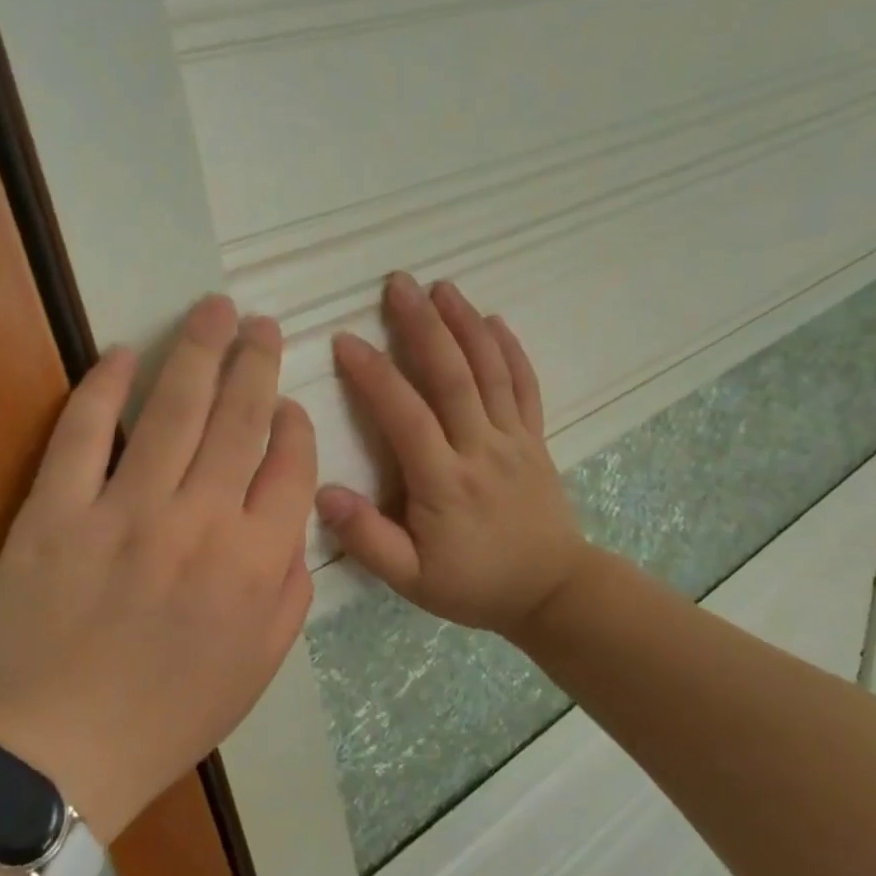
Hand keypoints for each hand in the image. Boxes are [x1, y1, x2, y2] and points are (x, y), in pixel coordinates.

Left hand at [0, 294, 316, 841]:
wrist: (58, 753)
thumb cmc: (170, 714)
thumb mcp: (260, 666)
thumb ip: (291, 589)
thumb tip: (294, 523)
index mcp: (254, 562)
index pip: (290, 466)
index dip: (293, 425)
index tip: (287, 403)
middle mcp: (199, 521)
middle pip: (239, 419)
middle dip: (256, 363)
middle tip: (261, 323)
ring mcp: (124, 510)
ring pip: (172, 410)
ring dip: (198, 351)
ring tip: (214, 309)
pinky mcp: (55, 511)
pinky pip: (82, 434)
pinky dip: (102, 388)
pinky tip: (122, 354)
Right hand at [317, 272, 589, 641]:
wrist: (553, 592)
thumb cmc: (476, 584)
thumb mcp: (412, 580)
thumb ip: (368, 539)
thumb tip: (322, 492)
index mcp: (445, 481)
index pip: (405, 415)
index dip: (374, 375)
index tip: (346, 340)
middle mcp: (481, 448)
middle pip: (452, 375)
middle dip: (423, 325)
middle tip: (398, 283)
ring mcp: (514, 438)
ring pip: (490, 370)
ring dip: (466, 323)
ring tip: (442, 286)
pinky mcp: (536, 438)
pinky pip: (525, 385)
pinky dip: (511, 349)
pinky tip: (495, 320)